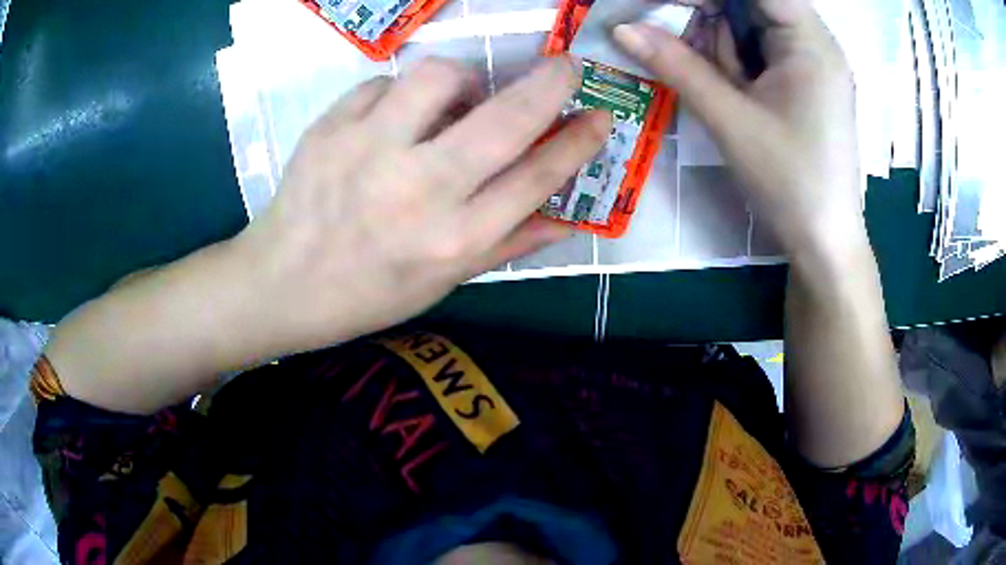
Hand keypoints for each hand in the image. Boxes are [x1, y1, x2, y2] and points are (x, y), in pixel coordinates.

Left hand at [234, 57, 610, 354]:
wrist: (282, 283)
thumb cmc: (369, 293)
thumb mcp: (446, 282)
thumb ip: (509, 244)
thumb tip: (569, 217)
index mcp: (452, 241)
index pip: (535, 179)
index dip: (578, 142)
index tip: (600, 116)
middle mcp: (417, 192)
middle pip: (503, 120)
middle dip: (548, 84)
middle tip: (566, 66)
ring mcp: (367, 151)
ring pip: (438, 78)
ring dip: (464, 78)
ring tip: (457, 99)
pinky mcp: (330, 128)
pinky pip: (383, 84)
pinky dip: (401, 93)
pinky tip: (395, 117)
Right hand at [614, 0, 865, 268]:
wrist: (824, 244)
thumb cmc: (790, 182)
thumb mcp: (731, 119)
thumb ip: (677, 66)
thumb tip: (622, 29)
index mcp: (809, 39)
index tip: (666, 6)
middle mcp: (814, 40)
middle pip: (750, 3)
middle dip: (710, 16)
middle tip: (679, 45)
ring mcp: (811, 61)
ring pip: (750, 24)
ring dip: (720, 43)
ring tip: (720, 84)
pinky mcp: (804, 80)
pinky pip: (759, 49)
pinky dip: (734, 60)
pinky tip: (730, 87)